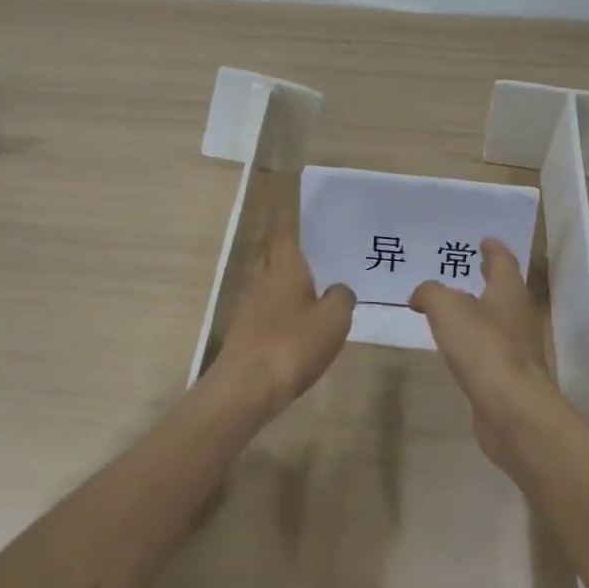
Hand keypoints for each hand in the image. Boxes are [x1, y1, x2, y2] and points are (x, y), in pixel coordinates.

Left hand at [214, 210, 355, 417]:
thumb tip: (339, 290)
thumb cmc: (292, 344)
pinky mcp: (249, 333)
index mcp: (283, 267)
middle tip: (316, 242)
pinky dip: (286, 305)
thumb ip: (342, 297)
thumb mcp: (333, 319)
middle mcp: (263, 280)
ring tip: (318, 281)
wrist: (246, 388)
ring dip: (290, 278)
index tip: (291, 199)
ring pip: (272, 282)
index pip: (284, 231)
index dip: (288, 215)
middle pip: (274, 255)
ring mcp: (251, 307)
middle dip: (289, 246)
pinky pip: (271, 307)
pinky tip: (304, 319)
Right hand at [410, 238, 555, 471]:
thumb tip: (421, 295)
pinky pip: (488, 349)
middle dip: (487, 277)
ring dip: (478, 310)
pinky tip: (456, 345)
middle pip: (504, 290)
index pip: (503, 261)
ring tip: (453, 306)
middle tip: (469, 267)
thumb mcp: (446, 308)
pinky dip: (473, 341)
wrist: (511, 409)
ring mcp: (516, 349)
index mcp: (508, 292)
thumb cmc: (483, 347)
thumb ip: (430, 293)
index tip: (484, 240)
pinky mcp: (508, 376)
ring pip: (496, 320)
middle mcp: (518, 316)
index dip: (493, 249)